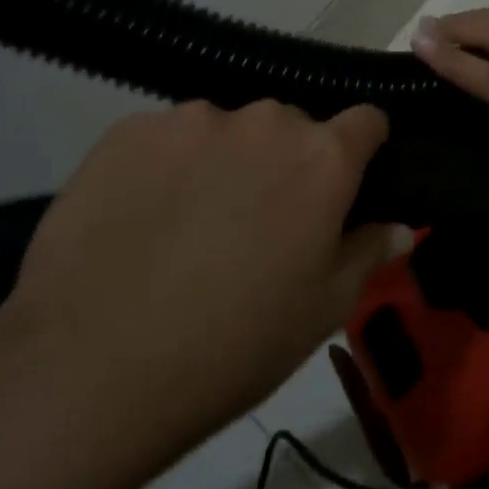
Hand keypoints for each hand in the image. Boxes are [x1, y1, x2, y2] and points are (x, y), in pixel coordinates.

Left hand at [0, 101, 409, 471]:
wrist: (91, 369)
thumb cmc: (234, 345)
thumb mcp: (323, 310)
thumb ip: (369, 252)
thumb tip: (397, 226)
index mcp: (321, 157)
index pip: (367, 120)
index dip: (364, 147)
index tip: (352, 178)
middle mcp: (264, 121)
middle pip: (292, 125)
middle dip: (288, 160)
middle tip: (263, 218)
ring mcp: (191, 119)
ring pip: (228, 129)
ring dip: (227, 159)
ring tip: (193, 221)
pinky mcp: (127, 130)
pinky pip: (168, 137)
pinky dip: (169, 165)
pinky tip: (143, 217)